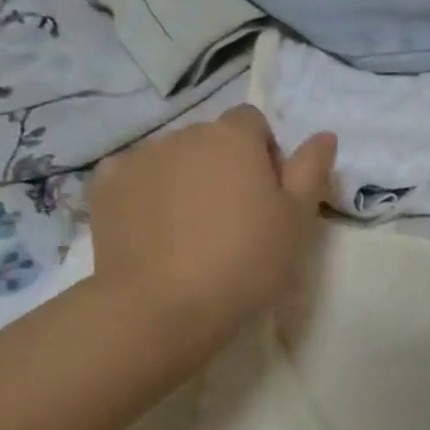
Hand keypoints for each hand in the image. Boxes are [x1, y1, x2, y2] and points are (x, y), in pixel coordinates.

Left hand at [88, 106, 336, 351]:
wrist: (162, 307)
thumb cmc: (244, 261)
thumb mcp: (297, 220)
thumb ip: (311, 169)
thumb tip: (323, 135)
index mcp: (234, 137)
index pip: (252, 122)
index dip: (263, 153)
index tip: (265, 195)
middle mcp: (185, 134)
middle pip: (211, 139)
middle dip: (223, 166)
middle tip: (231, 218)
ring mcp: (140, 158)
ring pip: (173, 158)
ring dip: (185, 177)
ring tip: (189, 230)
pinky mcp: (106, 186)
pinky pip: (133, 176)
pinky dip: (144, 192)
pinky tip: (151, 228)